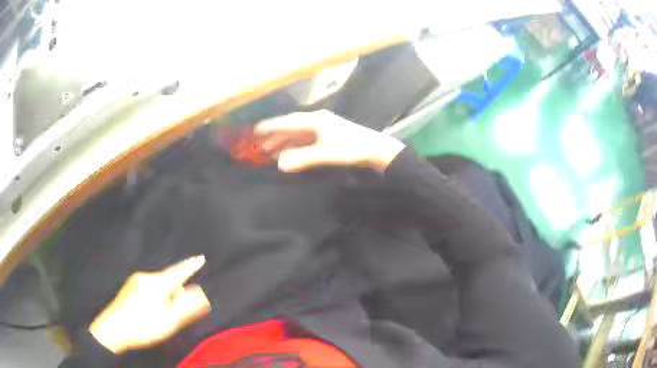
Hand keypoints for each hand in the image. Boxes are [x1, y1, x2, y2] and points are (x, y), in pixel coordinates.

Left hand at [89, 256, 210, 353]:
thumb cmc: (144, 325)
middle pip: (167, 281)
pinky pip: (148, 289)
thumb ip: (186, 306)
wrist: (114, 329)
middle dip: (176, 294)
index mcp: (156, 284)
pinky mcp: (128, 289)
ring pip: (157, 286)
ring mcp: (134, 282)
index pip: (178, 273)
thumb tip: (201, 292)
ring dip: (165, 298)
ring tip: (162, 317)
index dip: (190, 267)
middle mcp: (145, 278)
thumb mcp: (168, 320)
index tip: (200, 258)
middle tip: (175, 315)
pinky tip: (150, 313)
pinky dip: (155, 298)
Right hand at [254, 110, 404, 172]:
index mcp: (314, 120)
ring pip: (298, 134)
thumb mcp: (325, 154)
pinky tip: (290, 153)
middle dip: (275, 137)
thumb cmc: (351, 149)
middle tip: (260, 147)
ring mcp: (323, 127)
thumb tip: (279, 164)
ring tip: (270, 152)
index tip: (255, 130)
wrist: (376, 149)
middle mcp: (317, 120)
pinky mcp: (328, 135)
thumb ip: (302, 158)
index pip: (287, 122)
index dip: (270, 126)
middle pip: (291, 127)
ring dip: (285, 142)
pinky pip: (306, 139)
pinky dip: (296, 146)